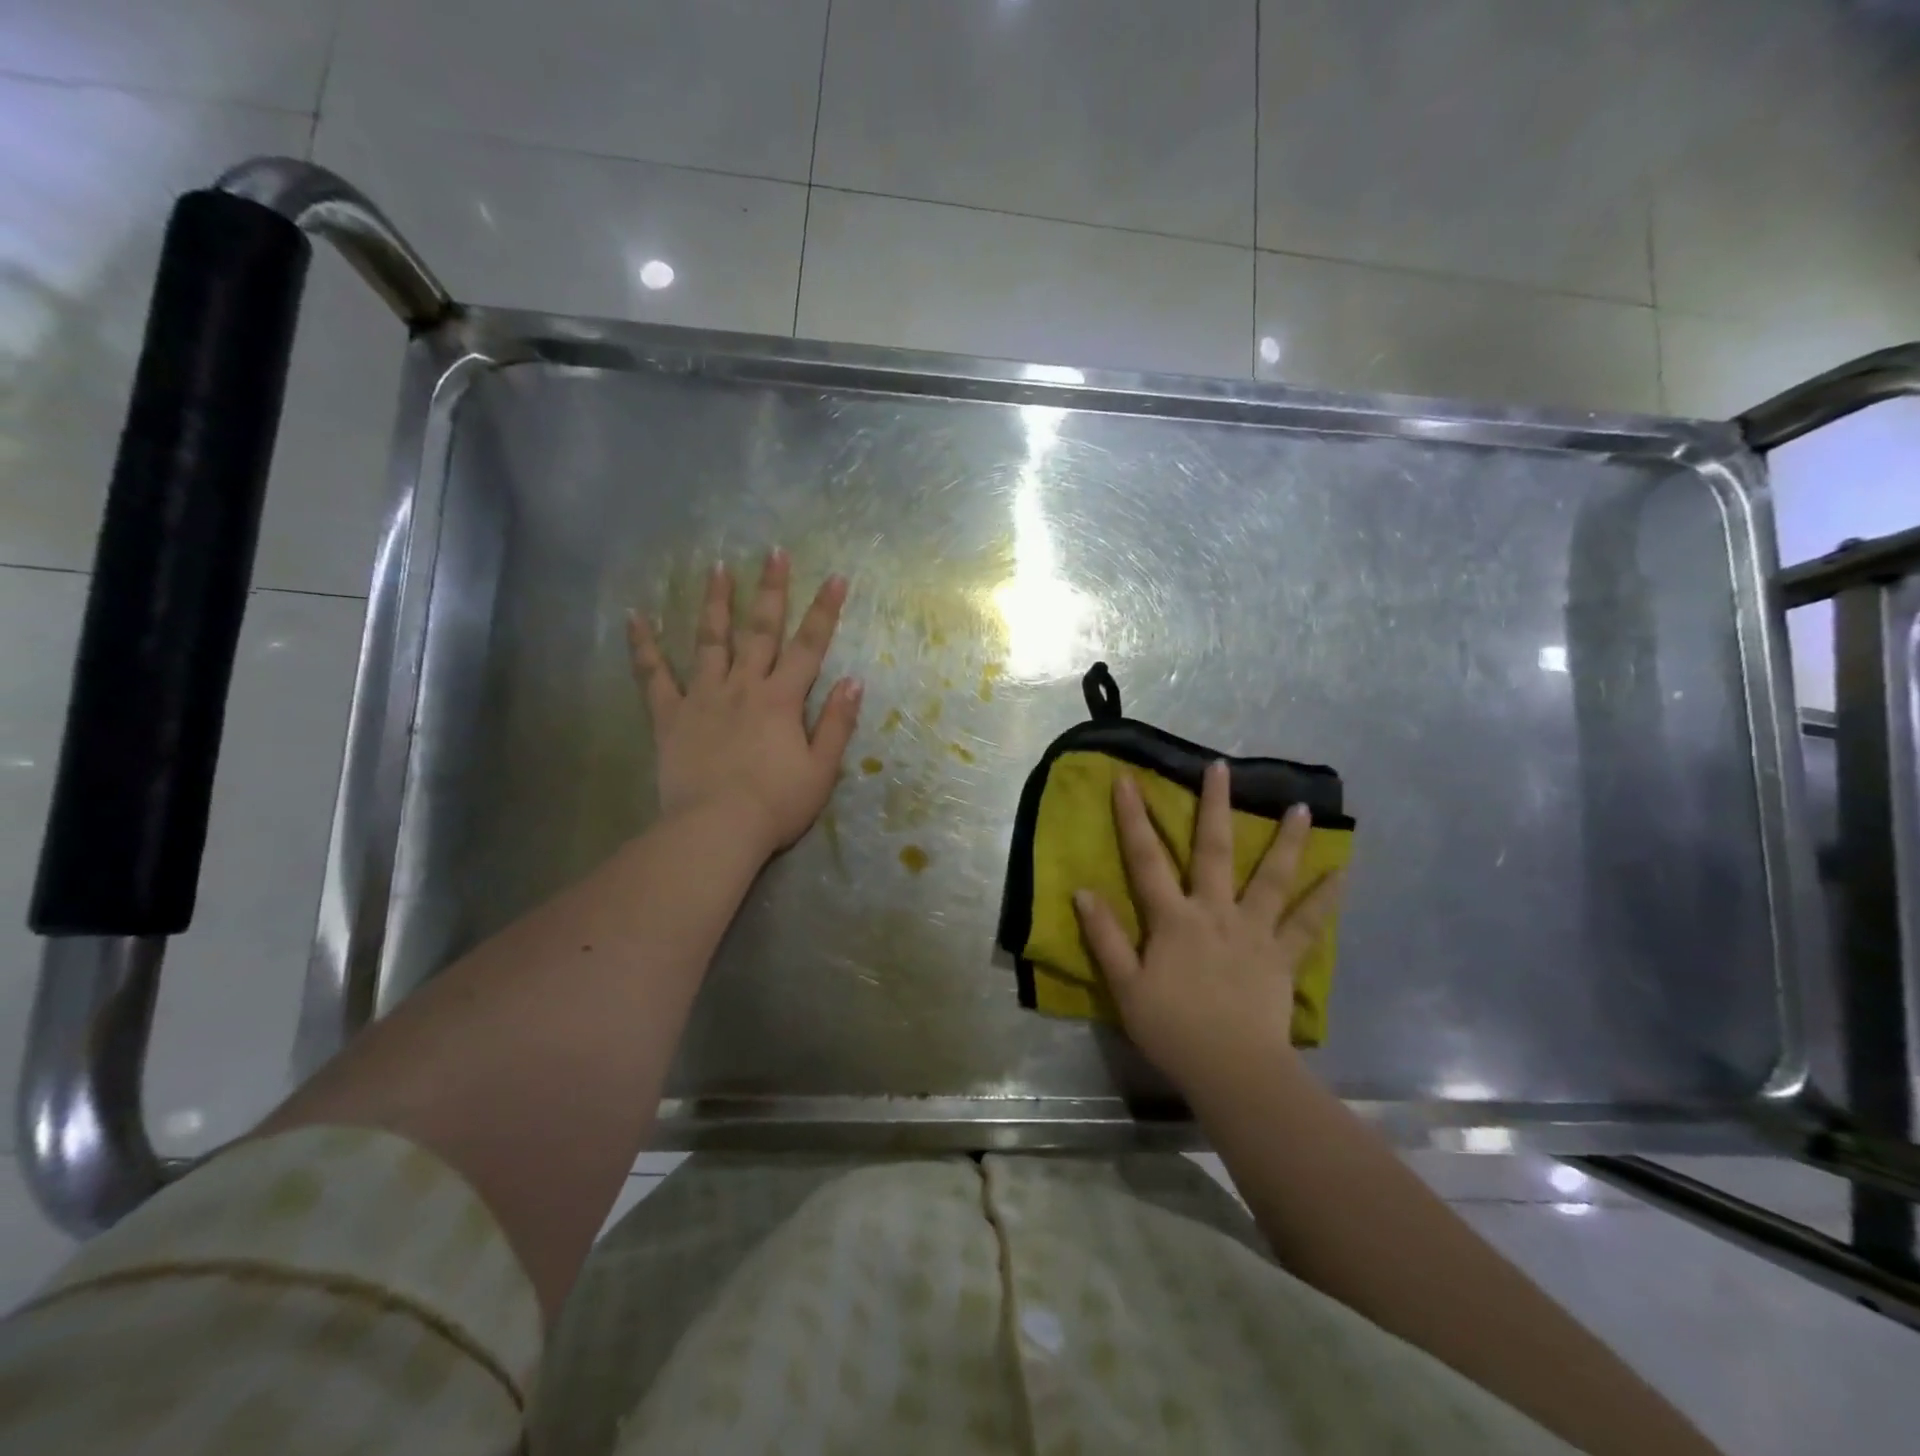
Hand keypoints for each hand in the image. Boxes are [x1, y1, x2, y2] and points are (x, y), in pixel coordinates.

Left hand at [628, 550, 861, 856]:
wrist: (716, 829)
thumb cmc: (776, 804)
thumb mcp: (822, 769)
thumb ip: (837, 723)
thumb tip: (853, 681)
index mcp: (782, 699)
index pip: (808, 647)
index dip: (824, 611)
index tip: (836, 577)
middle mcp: (743, 687)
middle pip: (759, 630)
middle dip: (771, 590)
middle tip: (774, 552)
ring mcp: (703, 697)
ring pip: (709, 641)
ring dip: (715, 603)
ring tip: (716, 567)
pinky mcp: (670, 717)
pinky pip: (654, 677)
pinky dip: (644, 647)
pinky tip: (636, 618)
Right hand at [1073, 760, 1343, 1096]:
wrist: (1232, 1071)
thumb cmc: (1172, 1029)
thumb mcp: (1125, 987)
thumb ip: (1105, 938)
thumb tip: (1083, 892)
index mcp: (1173, 919)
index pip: (1146, 859)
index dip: (1134, 818)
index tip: (1127, 779)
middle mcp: (1214, 912)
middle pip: (1214, 850)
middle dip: (1214, 805)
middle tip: (1221, 767)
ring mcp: (1254, 931)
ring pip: (1271, 878)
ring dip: (1286, 841)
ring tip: (1301, 807)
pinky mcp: (1282, 956)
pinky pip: (1308, 923)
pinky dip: (1327, 898)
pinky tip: (1343, 872)